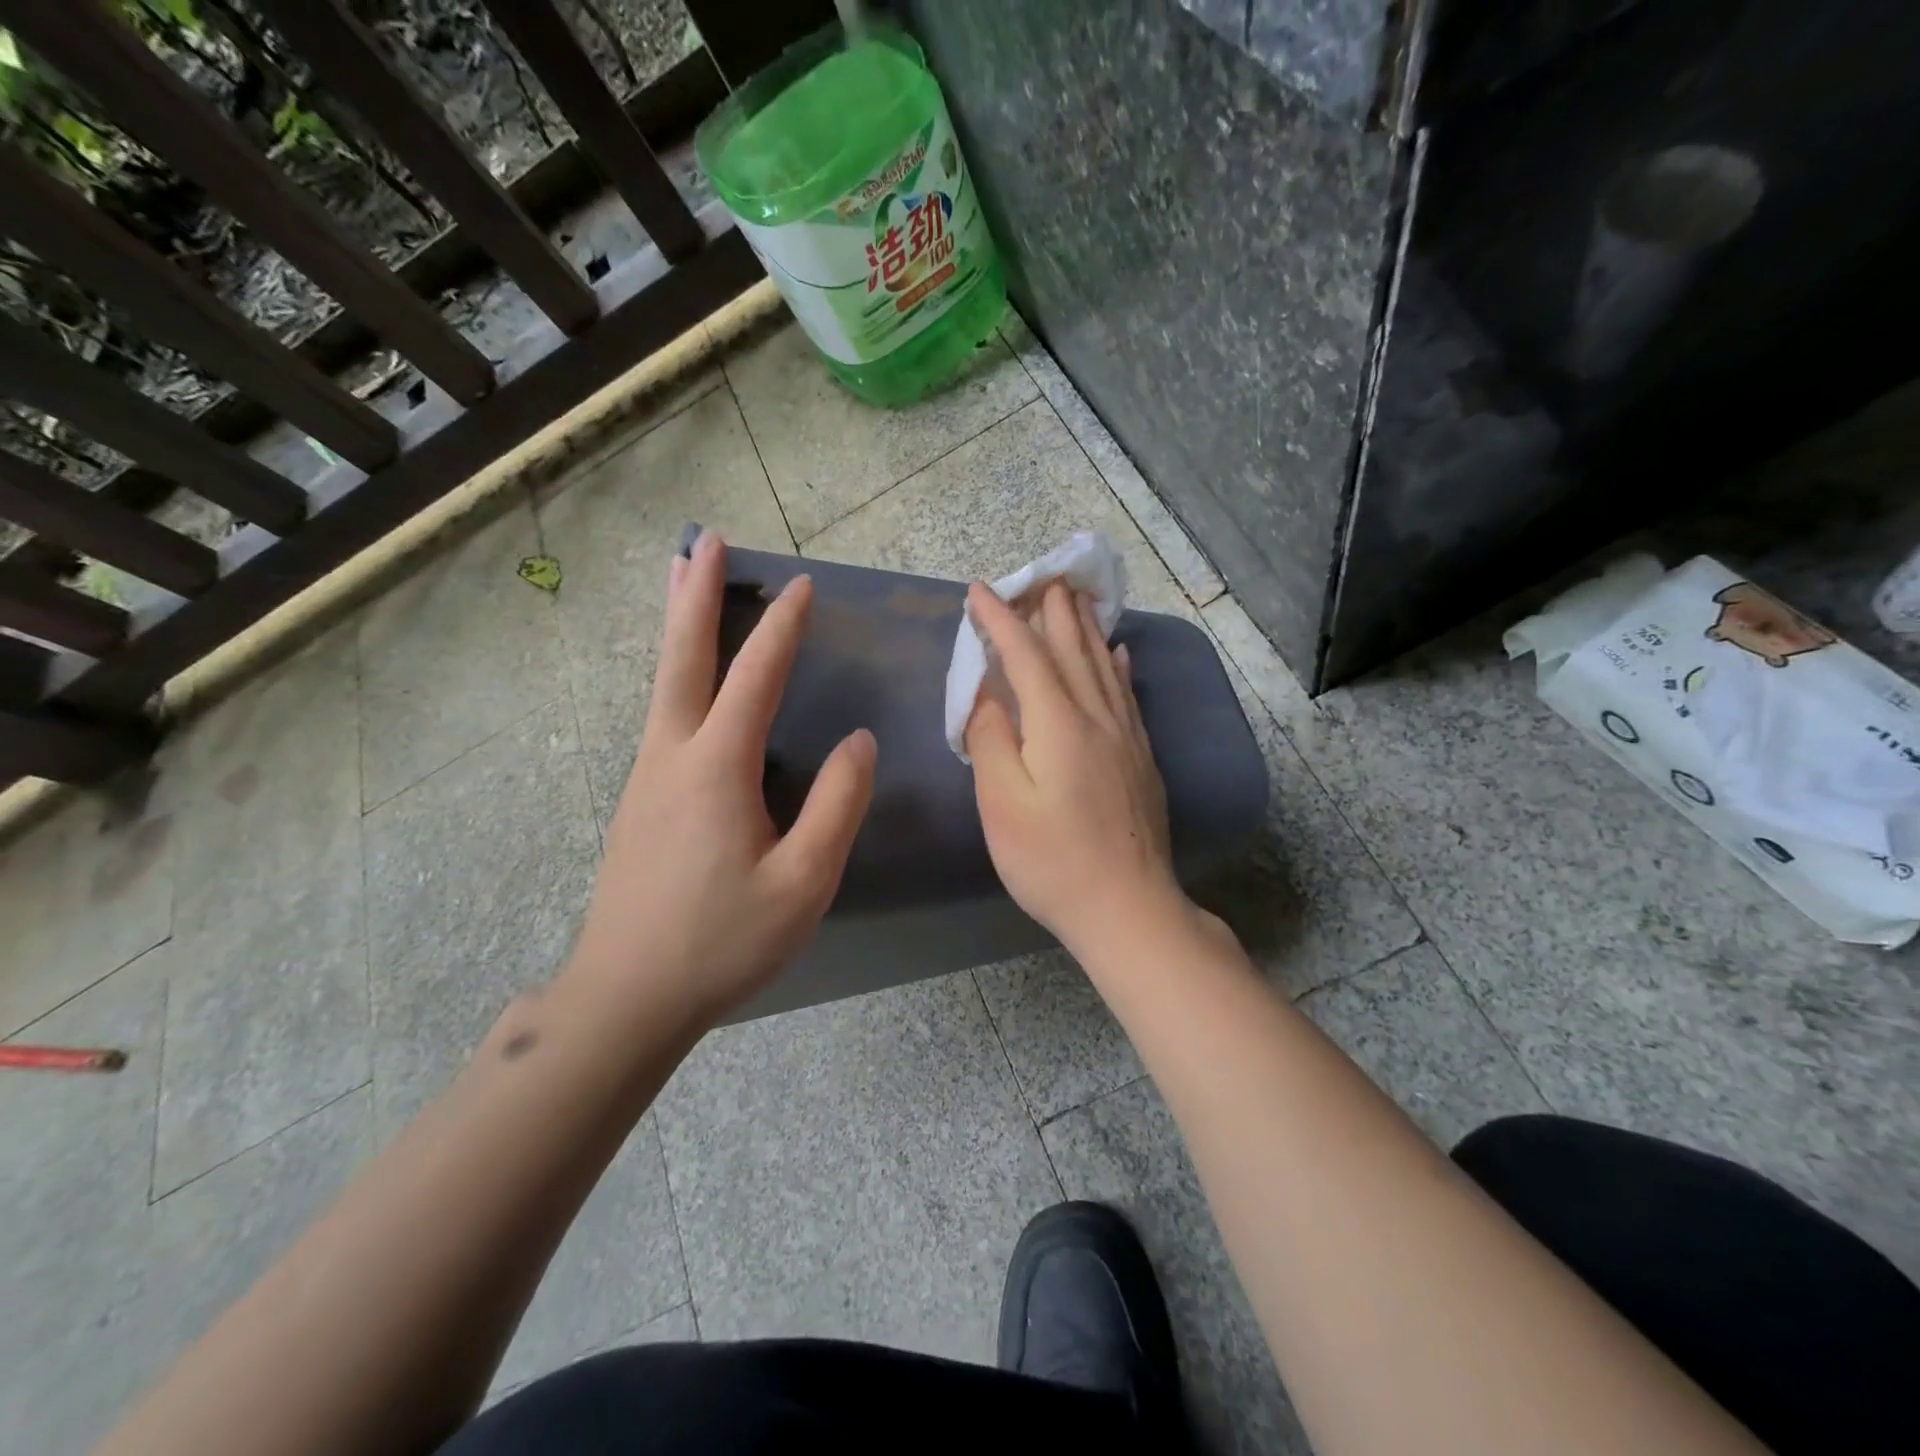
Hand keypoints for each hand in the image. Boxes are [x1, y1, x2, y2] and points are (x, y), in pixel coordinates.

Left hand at [563, 532, 875, 1030]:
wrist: (626, 997)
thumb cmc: (722, 942)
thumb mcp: (803, 882)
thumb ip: (837, 806)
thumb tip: (858, 740)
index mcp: (716, 769)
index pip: (754, 677)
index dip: (780, 627)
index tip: (802, 585)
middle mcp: (672, 756)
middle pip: (682, 658)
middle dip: (694, 594)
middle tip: (703, 541)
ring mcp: (647, 776)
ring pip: (664, 683)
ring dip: (679, 626)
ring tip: (685, 579)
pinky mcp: (641, 799)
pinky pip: (663, 714)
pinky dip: (678, 673)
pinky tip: (691, 681)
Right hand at [964, 579, 1185, 953]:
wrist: (1127, 907)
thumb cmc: (1052, 860)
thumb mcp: (1002, 804)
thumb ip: (991, 740)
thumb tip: (988, 694)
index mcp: (1058, 724)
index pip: (1026, 656)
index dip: (1002, 620)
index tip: (980, 591)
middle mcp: (1097, 717)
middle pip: (1073, 650)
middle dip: (1052, 611)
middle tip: (1041, 577)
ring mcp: (1126, 737)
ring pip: (1104, 665)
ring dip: (1087, 628)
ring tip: (1078, 599)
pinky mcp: (1141, 758)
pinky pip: (1128, 694)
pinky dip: (1119, 666)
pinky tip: (1120, 653)